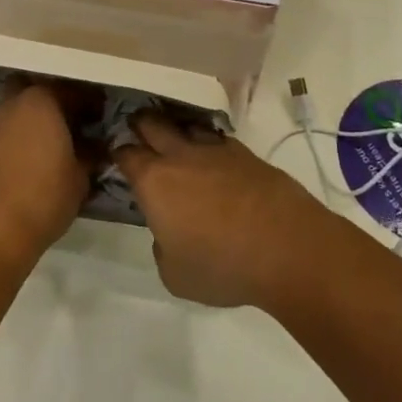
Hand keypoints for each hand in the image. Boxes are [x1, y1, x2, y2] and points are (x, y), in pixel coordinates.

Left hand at [0, 82, 93, 269]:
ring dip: (28, 126)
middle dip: (51, 105)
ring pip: (12, 115)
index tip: (99, 117)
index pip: (71, 90)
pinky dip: (9, 146)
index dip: (89, 103)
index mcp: (41, 102)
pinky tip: (18, 170)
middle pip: (35, 94)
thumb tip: (95, 146)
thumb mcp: (80, 180)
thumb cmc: (42, 200)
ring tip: (42, 152)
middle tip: (67, 128)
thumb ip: (89, 155)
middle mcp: (10, 106)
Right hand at [112, 114, 338, 308]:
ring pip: (186, 127)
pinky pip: (218, 140)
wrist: (285, 246)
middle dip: (141, 126)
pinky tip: (214, 159)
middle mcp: (180, 156)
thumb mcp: (175, 275)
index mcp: (154, 181)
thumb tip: (167, 232)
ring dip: (176, 131)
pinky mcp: (245, 153)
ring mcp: (215, 150)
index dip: (117, 153)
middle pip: (152, 125)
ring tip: (175, 142)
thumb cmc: (221, 264)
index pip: (126, 155)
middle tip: (137, 132)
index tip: (115, 157)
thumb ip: (162, 248)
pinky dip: (210, 145)